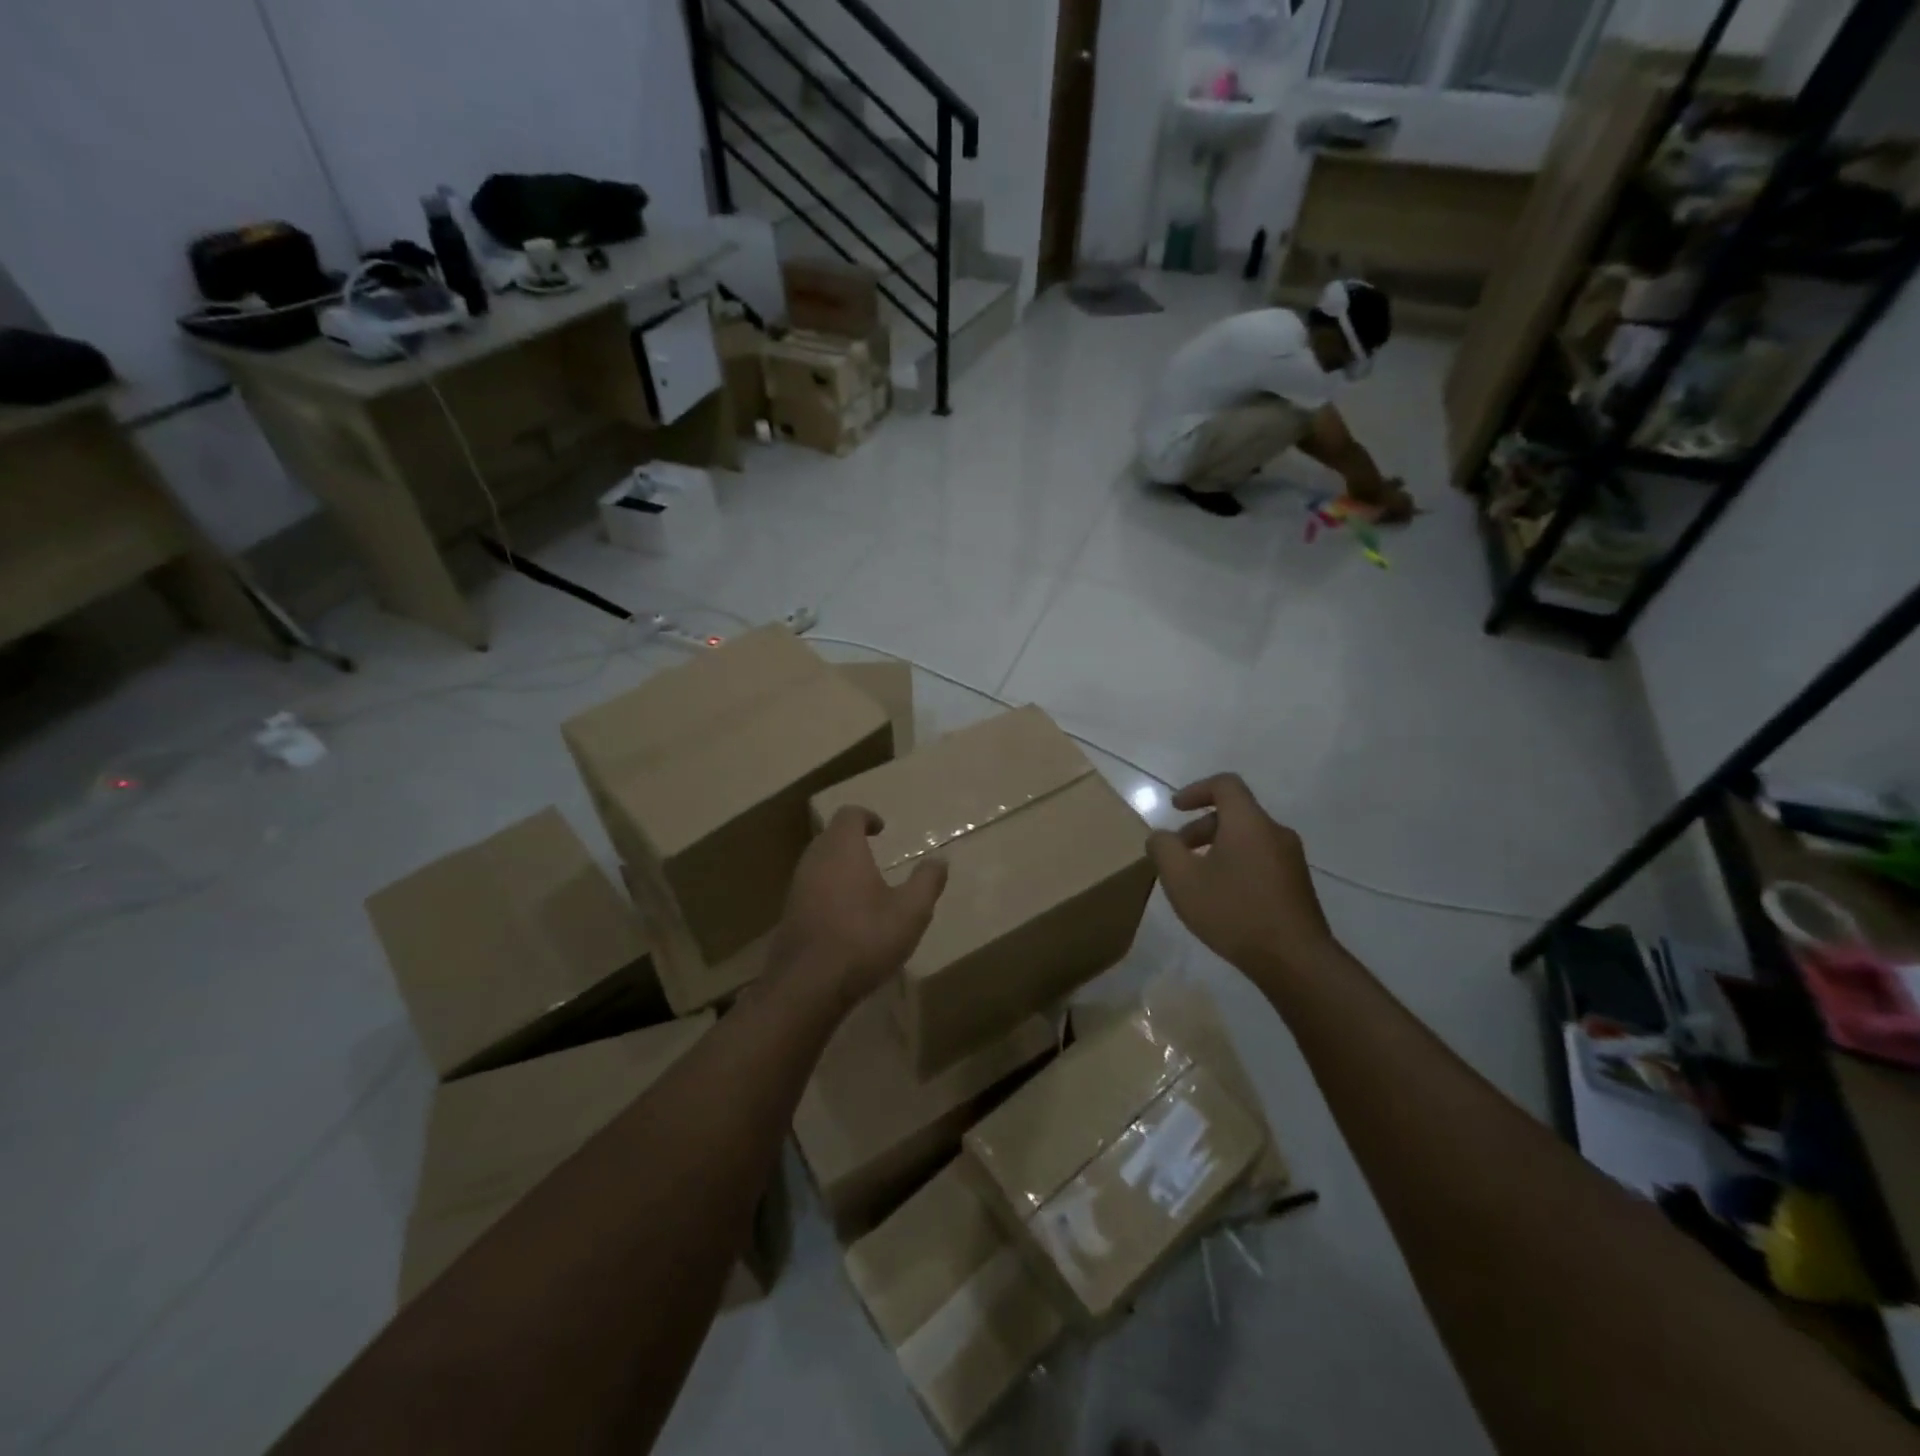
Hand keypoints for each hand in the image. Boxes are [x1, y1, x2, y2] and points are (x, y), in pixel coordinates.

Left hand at [768, 806, 947, 1010]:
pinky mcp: (789, 914)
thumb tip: (939, 860)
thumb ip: (927, 882)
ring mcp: (797, 887)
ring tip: (863, 886)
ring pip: (818, 863)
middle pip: (831, 836)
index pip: (849, 815)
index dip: (866, 817)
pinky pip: (811, 888)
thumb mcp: (911, 912)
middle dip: (852, 841)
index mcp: (842, 848)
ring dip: (839, 867)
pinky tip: (845, 916)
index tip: (882, 829)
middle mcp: (814, 859)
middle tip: (874, 854)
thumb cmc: (864, 938)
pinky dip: (828, 890)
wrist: (807, 985)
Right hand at [1146, 774, 1337, 986]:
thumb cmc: (1233, 911)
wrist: (1294, 960)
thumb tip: (1161, 836)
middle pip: (1235, 813)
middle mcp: (1275, 832)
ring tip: (1198, 880)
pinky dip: (1237, 865)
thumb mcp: (1182, 879)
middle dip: (1201, 827)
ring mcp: (1291, 860)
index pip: (1225, 784)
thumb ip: (1164, 849)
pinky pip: (1261, 860)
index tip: (1175, 809)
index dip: (1196, 790)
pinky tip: (1223, 899)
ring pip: (1248, 839)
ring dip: (1218, 848)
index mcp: (1248, 822)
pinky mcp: (1297, 885)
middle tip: (1178, 853)